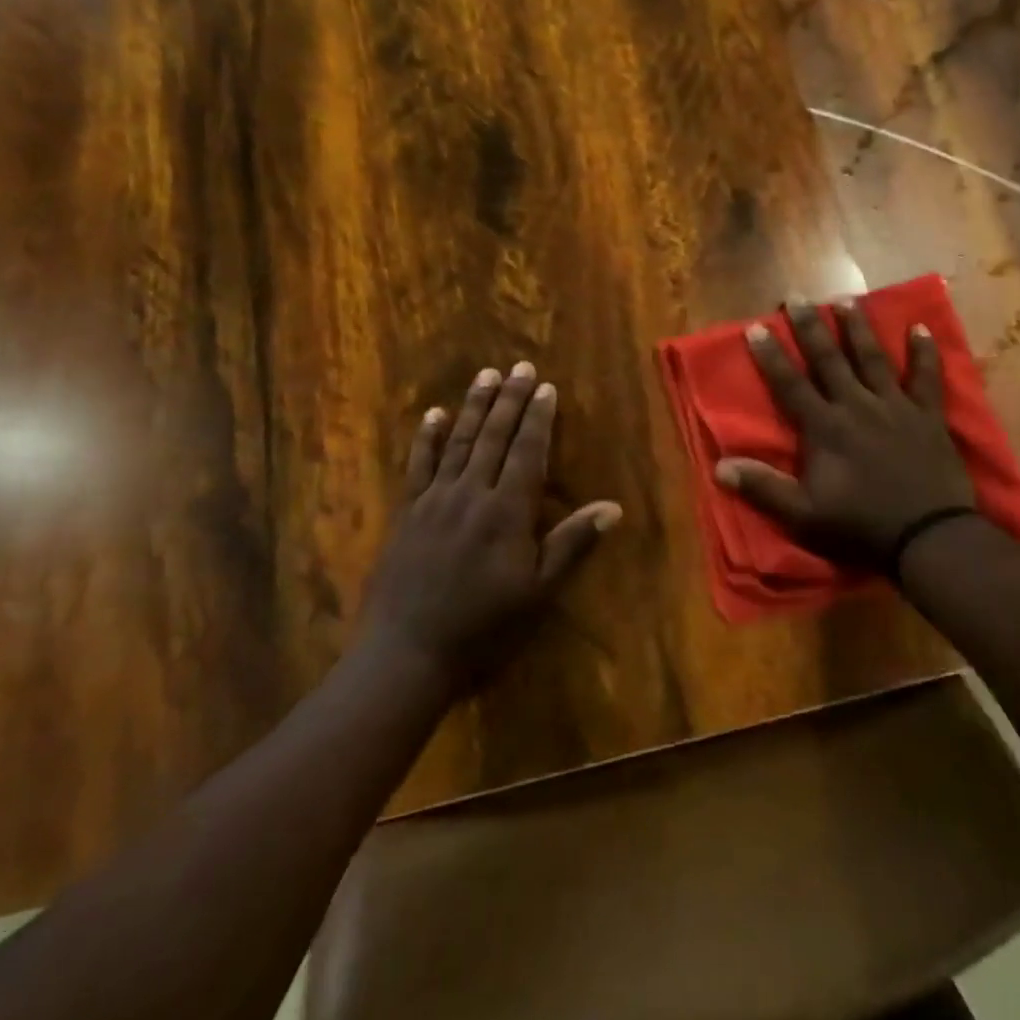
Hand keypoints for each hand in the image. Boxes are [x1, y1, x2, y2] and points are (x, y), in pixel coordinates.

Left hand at [357, 362, 622, 691]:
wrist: (406, 654)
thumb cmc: (483, 627)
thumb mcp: (538, 592)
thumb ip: (572, 544)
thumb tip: (613, 507)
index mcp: (506, 511)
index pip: (527, 452)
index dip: (538, 418)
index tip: (545, 387)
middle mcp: (471, 494)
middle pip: (493, 437)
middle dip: (509, 399)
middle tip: (519, 366)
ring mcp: (435, 500)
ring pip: (459, 442)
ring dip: (474, 406)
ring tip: (485, 375)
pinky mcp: (407, 512)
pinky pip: (419, 465)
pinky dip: (428, 437)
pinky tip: (434, 414)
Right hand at [715, 299, 976, 577]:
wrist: (927, 537)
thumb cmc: (860, 526)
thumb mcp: (803, 514)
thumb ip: (763, 488)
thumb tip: (720, 466)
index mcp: (825, 427)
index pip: (790, 384)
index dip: (771, 356)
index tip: (756, 327)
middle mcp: (857, 406)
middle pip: (829, 359)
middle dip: (810, 327)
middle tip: (797, 297)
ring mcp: (895, 406)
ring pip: (873, 358)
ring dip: (858, 328)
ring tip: (845, 300)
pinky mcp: (927, 416)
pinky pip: (926, 377)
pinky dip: (925, 353)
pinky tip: (920, 328)